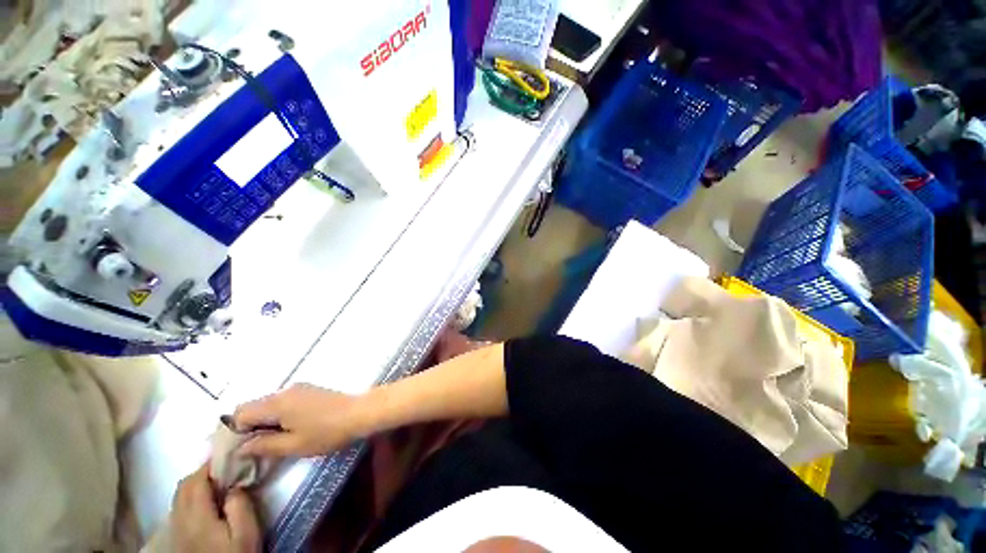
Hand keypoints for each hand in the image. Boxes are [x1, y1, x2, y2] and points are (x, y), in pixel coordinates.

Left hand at [171, 464, 259, 552]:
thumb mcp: (245, 532)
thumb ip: (240, 505)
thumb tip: (236, 485)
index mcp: (196, 514)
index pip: (197, 479)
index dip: (211, 464)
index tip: (230, 454)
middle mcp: (180, 518)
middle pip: (184, 486)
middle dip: (202, 472)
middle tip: (226, 467)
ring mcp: (176, 528)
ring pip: (179, 496)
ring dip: (196, 484)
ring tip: (218, 483)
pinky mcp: (178, 537)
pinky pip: (179, 508)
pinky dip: (191, 497)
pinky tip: (207, 503)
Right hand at [233, 383, 364, 457]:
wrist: (360, 412)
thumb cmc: (327, 431)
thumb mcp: (293, 445)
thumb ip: (264, 446)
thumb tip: (240, 448)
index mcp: (276, 403)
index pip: (240, 413)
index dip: (234, 432)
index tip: (240, 449)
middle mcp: (284, 391)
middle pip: (252, 406)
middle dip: (247, 426)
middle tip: (254, 448)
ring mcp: (298, 388)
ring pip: (268, 404)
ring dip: (263, 421)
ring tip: (271, 441)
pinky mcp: (309, 390)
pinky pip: (282, 401)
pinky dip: (277, 415)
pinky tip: (287, 429)